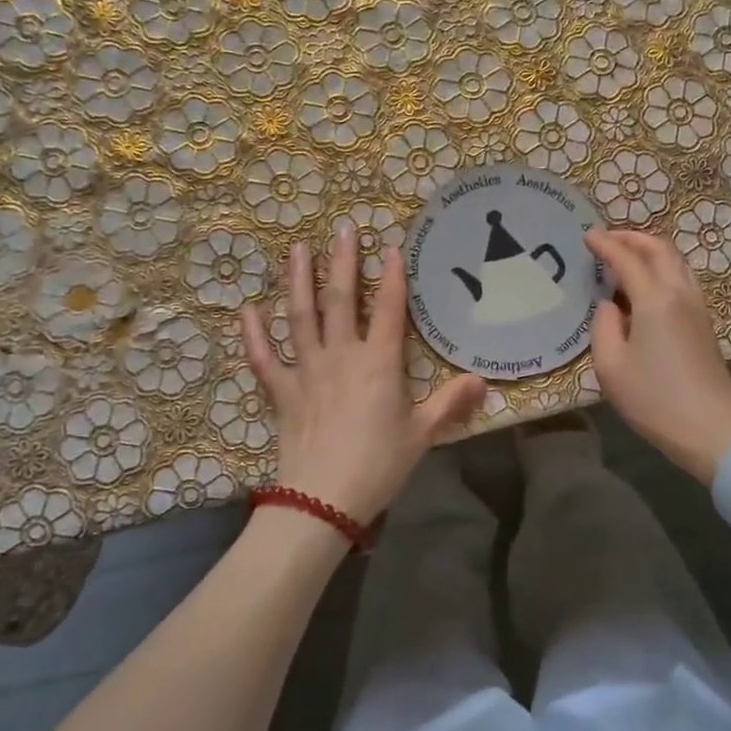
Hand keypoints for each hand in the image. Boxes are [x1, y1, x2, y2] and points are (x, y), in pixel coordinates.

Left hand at [241, 221, 486, 525]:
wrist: (322, 500)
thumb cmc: (378, 465)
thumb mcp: (422, 435)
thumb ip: (451, 403)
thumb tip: (482, 381)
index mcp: (378, 363)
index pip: (388, 310)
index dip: (392, 277)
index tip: (391, 246)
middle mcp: (341, 356)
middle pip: (340, 300)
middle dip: (343, 262)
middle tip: (342, 229)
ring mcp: (307, 371)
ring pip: (300, 317)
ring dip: (298, 281)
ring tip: (296, 249)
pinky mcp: (282, 392)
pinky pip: (264, 358)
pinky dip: (254, 334)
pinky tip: (248, 310)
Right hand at [586, 229, 730, 485]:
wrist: (711, 429)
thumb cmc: (654, 399)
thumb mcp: (611, 366)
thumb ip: (604, 326)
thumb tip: (609, 305)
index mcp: (655, 299)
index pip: (627, 259)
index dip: (606, 244)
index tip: (587, 236)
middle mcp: (680, 293)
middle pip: (660, 249)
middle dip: (632, 238)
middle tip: (608, 239)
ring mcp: (697, 307)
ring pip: (677, 261)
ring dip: (652, 250)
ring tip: (628, 255)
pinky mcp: (705, 323)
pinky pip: (683, 278)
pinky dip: (663, 267)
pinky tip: (649, 283)